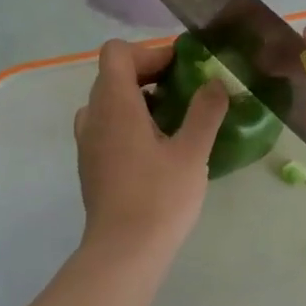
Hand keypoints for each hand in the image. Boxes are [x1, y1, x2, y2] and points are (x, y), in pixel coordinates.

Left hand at [74, 41, 227, 260]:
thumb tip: (216, 82)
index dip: (149, 52)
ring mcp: (88, 142)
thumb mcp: (192, 152)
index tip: (182, 70)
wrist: (124, 252)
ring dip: (140, 100)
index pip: (117, 53)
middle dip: (151, 74)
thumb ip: (205, 111)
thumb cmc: (159, 198)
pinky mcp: (91, 165)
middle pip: (113, 75)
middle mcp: (94, 117)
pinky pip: (107, 127)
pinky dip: (131, 123)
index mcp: (115, 105)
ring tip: (175, 119)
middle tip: (187, 92)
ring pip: (109, 102)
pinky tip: (160, 148)